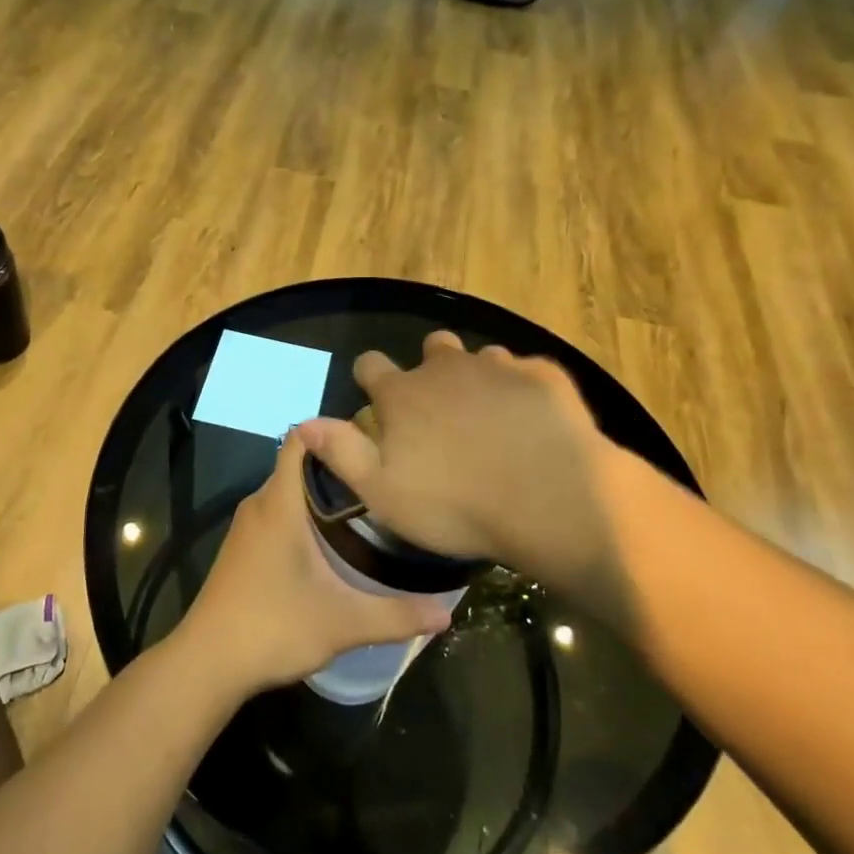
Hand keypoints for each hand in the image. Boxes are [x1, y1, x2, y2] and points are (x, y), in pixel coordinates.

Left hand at [180, 430, 454, 695]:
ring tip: (367, 506)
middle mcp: (260, 503)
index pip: (300, 438)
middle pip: (299, 463)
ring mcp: (247, 526)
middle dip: (338, 466)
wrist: (207, 663)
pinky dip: (304, 514)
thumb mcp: (343, 623)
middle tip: (383, 479)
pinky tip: (332, 541)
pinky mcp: (242, 548)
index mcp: (279, 502)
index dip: (333, 432)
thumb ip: (396, 615)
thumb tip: (447, 613)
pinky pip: (277, 512)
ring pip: (288, 490)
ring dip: (321, 493)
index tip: (372, 443)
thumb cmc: (273, 626)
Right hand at [297, 332, 619, 594]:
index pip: (371, 364)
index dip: (370, 377)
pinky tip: (532, 419)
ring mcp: (498, 366)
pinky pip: (525, 370)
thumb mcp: (383, 493)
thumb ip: (342, 452)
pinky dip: (522, 389)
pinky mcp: (543, 376)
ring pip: (480, 356)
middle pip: (431, 347)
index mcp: (403, 394)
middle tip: (441, 409)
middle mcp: (446, 368)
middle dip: (430, 368)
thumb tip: (302, 421)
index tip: (376, 397)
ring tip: (491, 415)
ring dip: (478, 376)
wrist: (550, 499)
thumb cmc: (456, 505)